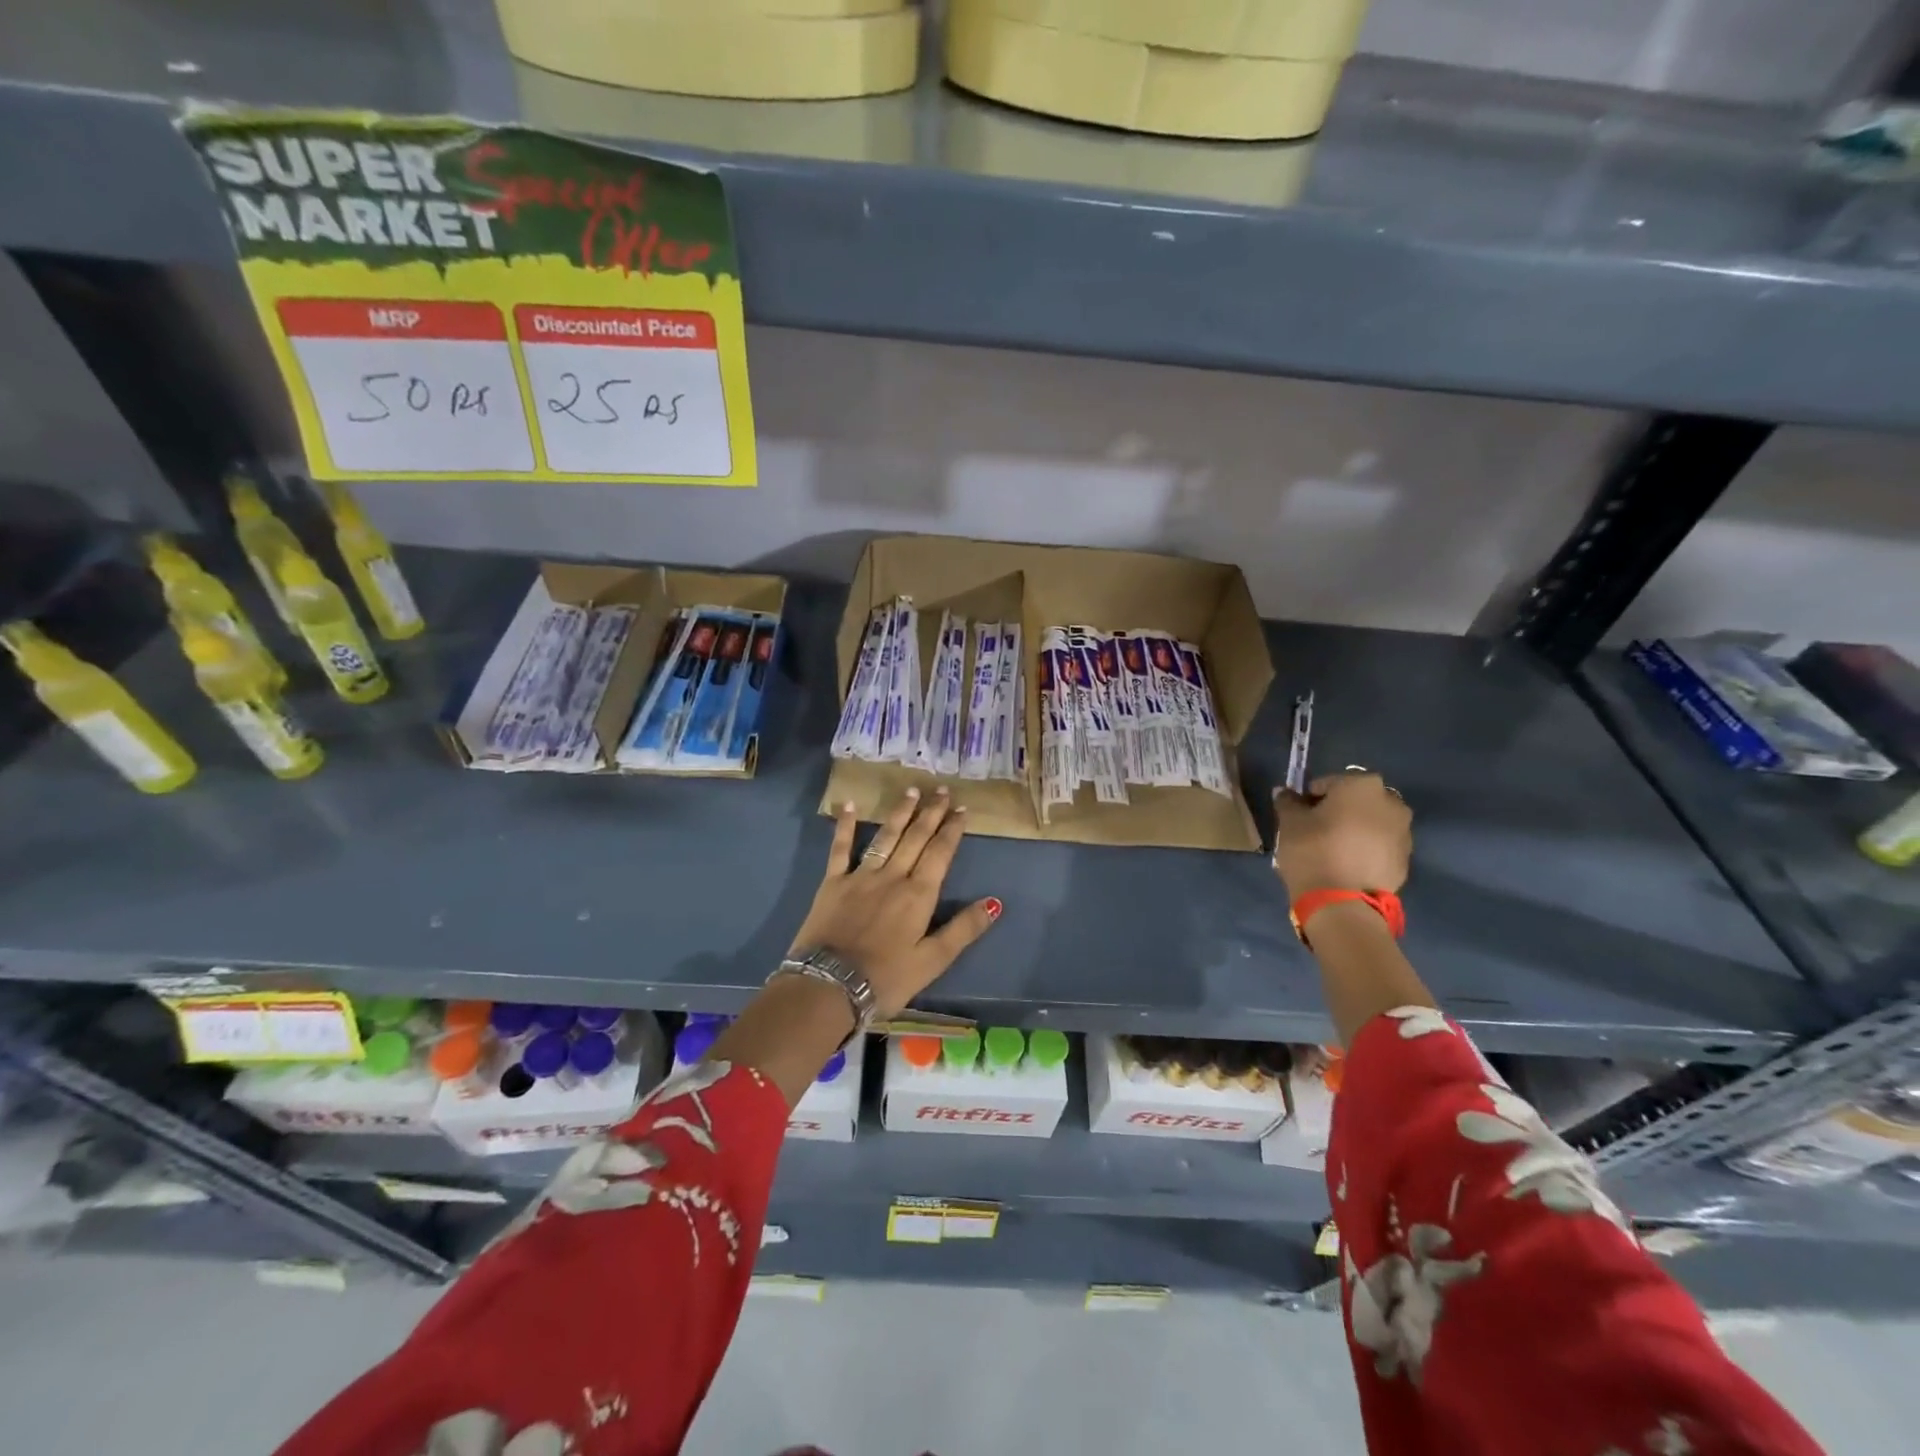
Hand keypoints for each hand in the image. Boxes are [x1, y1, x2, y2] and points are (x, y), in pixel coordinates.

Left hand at [791, 788, 1001, 1017]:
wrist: (829, 986)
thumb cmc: (885, 979)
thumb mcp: (933, 961)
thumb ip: (963, 929)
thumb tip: (995, 902)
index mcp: (918, 895)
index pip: (940, 854)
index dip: (952, 830)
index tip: (962, 809)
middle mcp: (892, 877)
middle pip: (915, 838)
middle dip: (931, 813)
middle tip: (943, 790)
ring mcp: (860, 876)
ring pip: (885, 837)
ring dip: (900, 813)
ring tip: (912, 791)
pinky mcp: (833, 883)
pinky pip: (840, 848)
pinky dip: (844, 825)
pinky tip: (847, 804)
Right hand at [1273, 771, 1411, 901]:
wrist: (1343, 903)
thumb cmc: (1314, 851)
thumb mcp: (1290, 823)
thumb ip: (1288, 802)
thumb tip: (1284, 793)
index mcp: (1361, 784)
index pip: (1326, 783)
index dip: (1308, 798)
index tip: (1298, 817)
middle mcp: (1390, 801)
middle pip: (1355, 800)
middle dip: (1337, 810)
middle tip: (1316, 831)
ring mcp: (1403, 831)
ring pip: (1371, 822)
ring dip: (1354, 829)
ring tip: (1333, 850)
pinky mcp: (1406, 858)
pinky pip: (1380, 845)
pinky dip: (1366, 849)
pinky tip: (1347, 865)